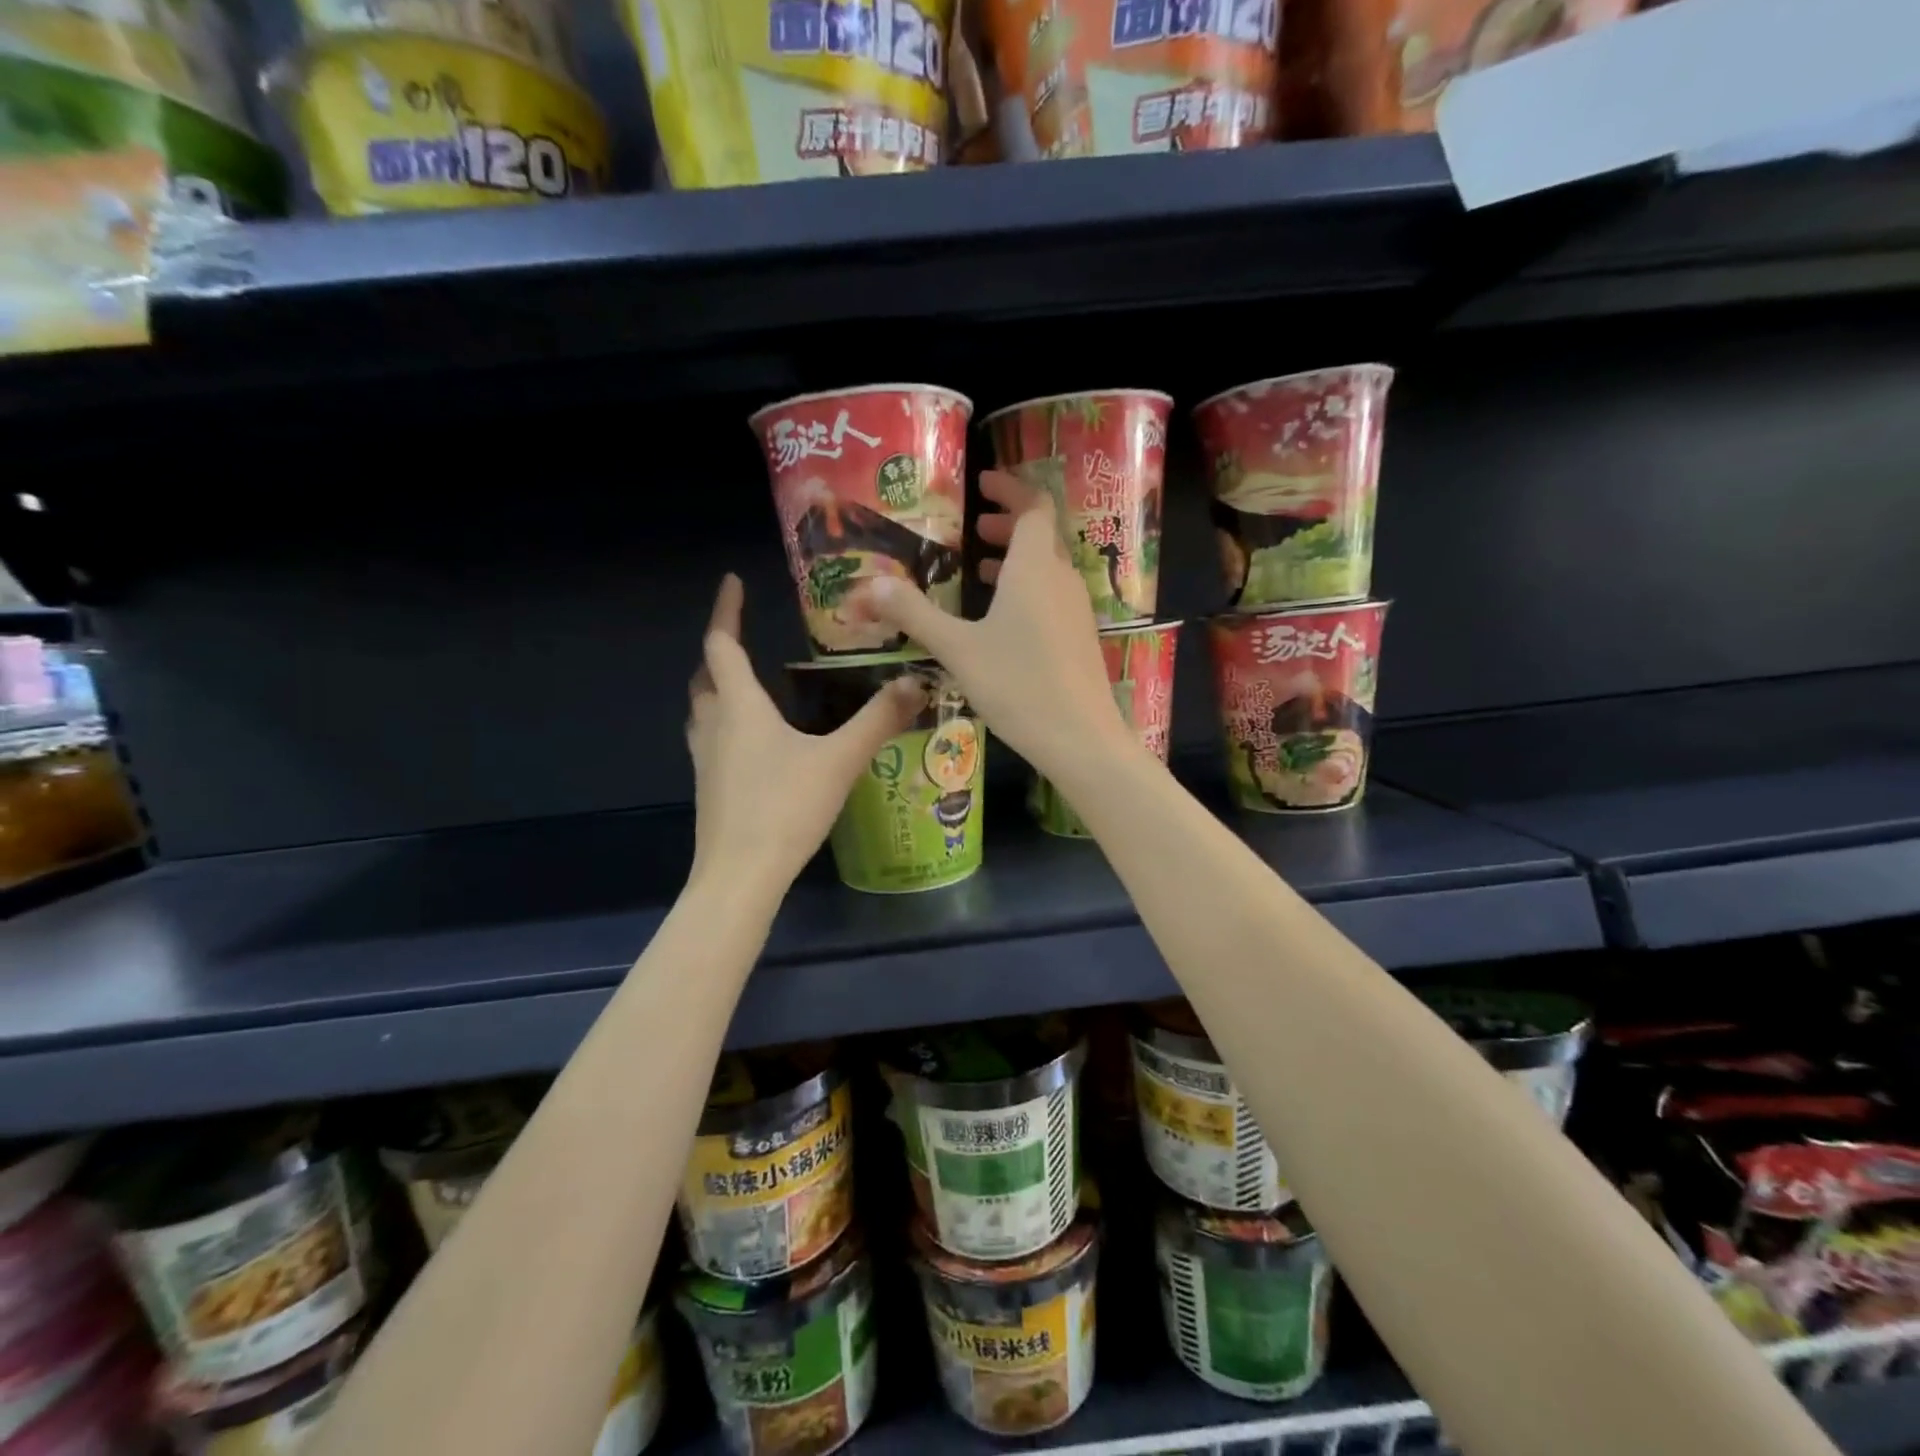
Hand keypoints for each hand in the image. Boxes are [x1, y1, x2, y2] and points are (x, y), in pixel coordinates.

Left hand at [687, 575, 925, 894]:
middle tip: (742, 639)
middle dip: (719, 652)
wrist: (740, 876)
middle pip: (705, 677)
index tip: (731, 582)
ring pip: (702, 711)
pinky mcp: (709, 789)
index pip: (722, 645)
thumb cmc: (785, 808)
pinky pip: (710, 741)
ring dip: (716, 690)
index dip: (725, 611)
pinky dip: (724, 726)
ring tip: (745, 686)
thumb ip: (878, 720)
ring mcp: (705, 761)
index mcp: (740, 707)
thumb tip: (915, 682)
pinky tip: (752, 744)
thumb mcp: (839, 761)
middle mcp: (714, 726)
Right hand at [853, 470, 1134, 780]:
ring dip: (1018, 560)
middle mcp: (1061, 579)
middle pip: (1042, 535)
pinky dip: (1029, 589)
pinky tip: (1004, 620)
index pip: (1033, 506)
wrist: (1080, 739)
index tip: (983, 483)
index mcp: (1034, 567)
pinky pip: (1054, 596)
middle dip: (1009, 525)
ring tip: (981, 570)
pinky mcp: (1080, 638)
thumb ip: (914, 614)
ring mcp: (1076, 610)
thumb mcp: (957, 649)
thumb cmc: (1017, 685)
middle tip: (975, 529)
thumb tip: (870, 583)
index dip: (1010, 489)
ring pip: (1049, 568)